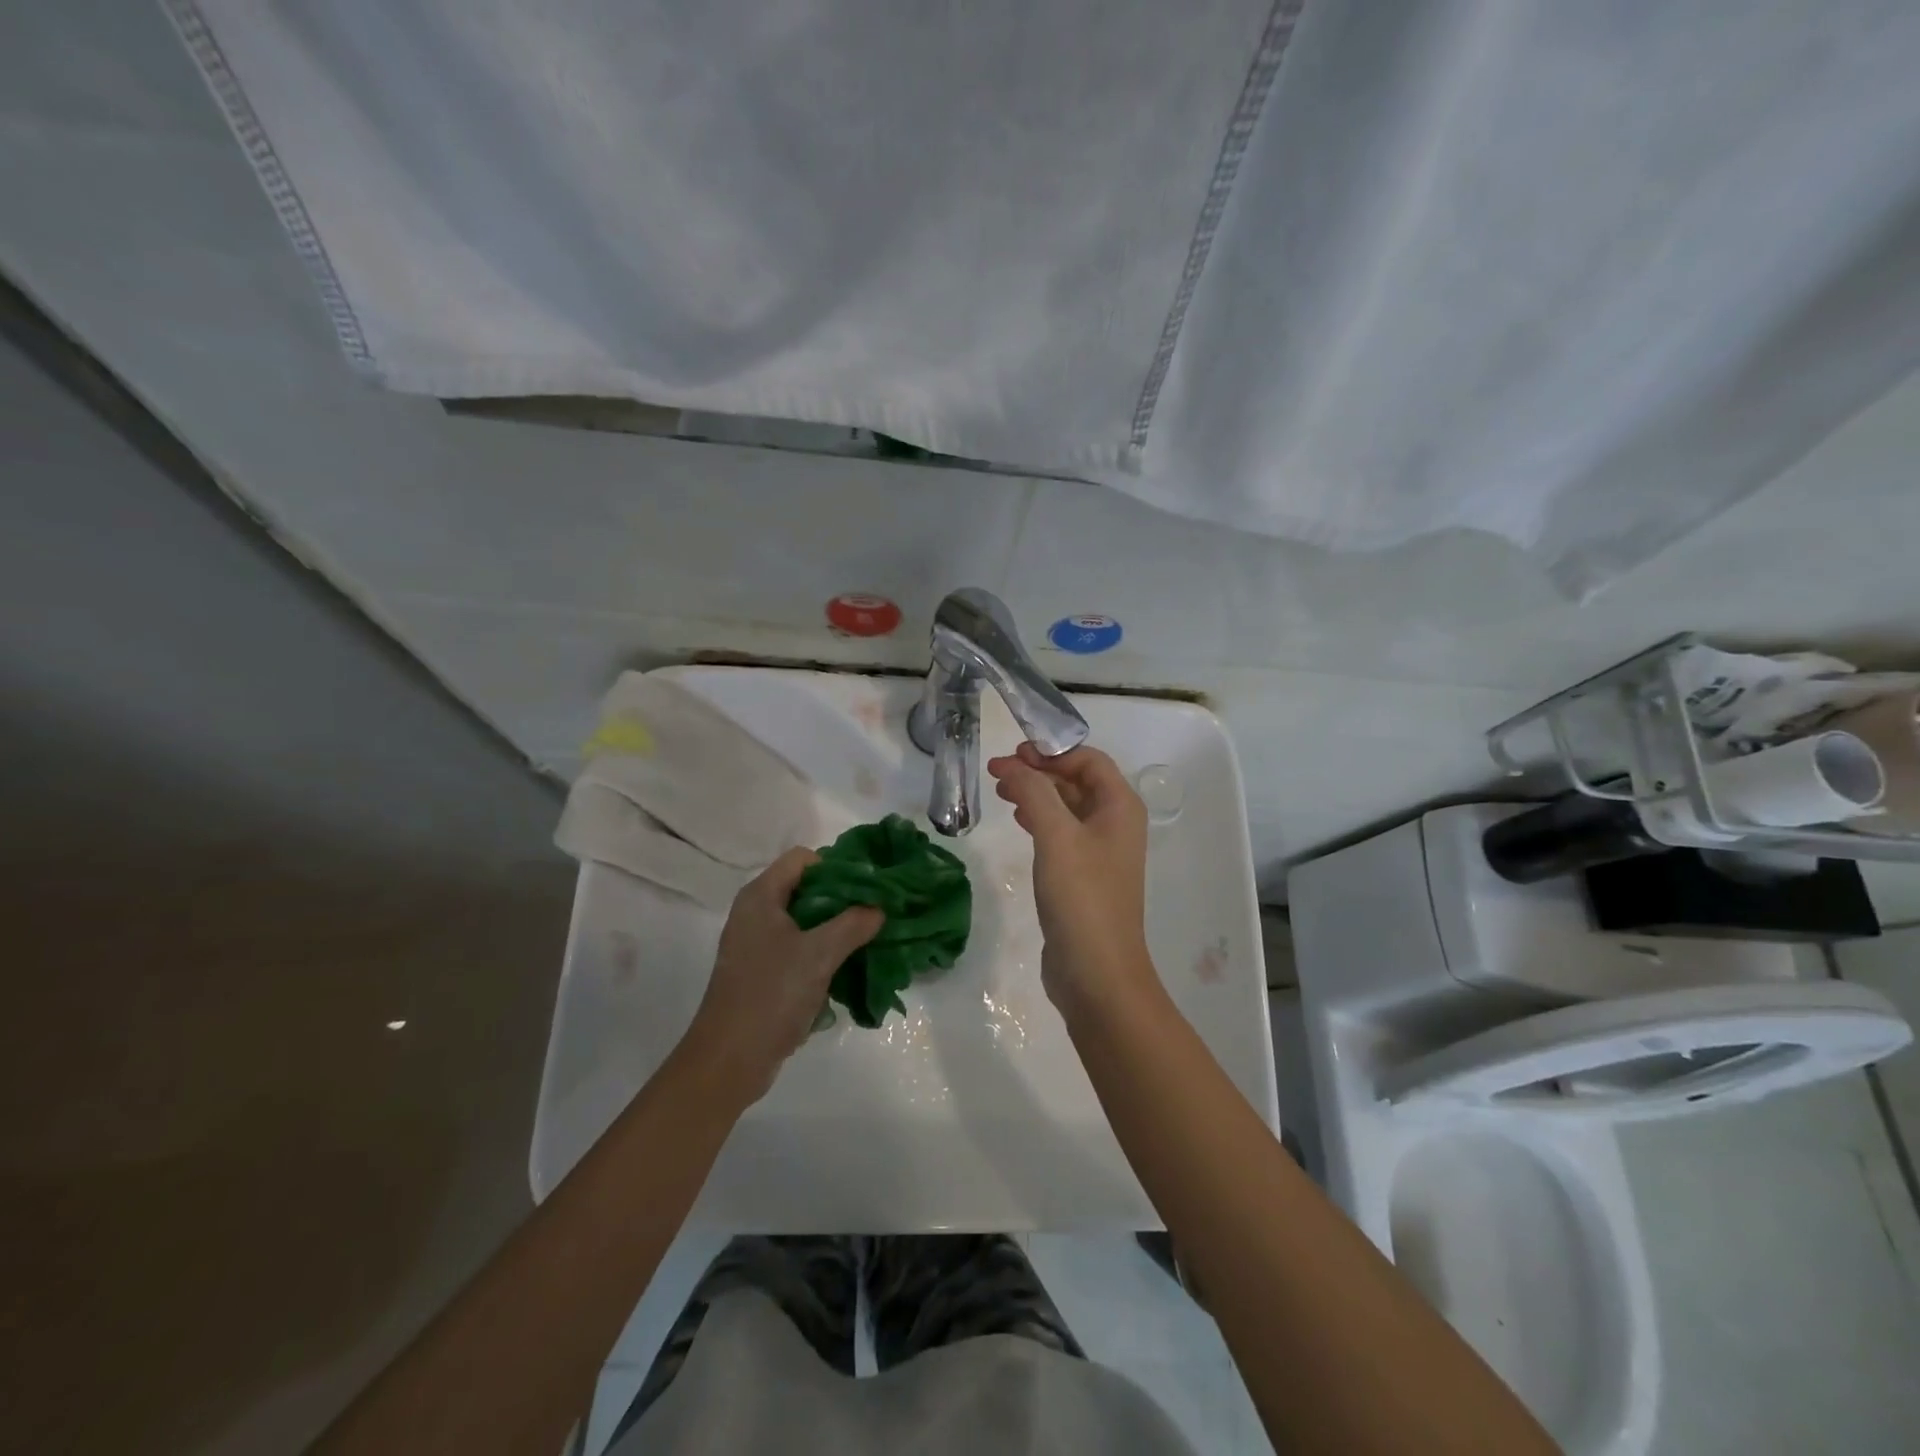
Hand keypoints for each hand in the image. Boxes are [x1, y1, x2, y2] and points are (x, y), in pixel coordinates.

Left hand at [676, 848, 883, 1106]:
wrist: (729, 1061)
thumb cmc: (771, 995)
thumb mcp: (819, 955)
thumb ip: (853, 924)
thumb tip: (879, 908)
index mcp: (761, 896)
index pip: (803, 859)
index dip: (836, 867)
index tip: (867, 890)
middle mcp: (755, 912)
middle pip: (806, 888)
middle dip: (842, 900)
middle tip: (875, 915)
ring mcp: (757, 944)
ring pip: (805, 921)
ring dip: (835, 929)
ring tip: (867, 942)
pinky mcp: (762, 972)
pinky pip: (798, 949)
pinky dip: (821, 953)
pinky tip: (844, 970)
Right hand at [986, 743, 1160, 1019]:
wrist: (1097, 973)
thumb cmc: (1081, 897)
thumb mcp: (1056, 836)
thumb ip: (1034, 792)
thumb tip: (1011, 764)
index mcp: (1120, 807)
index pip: (1088, 759)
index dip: (1051, 750)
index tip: (1012, 754)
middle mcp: (1115, 823)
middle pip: (1076, 780)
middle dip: (1038, 770)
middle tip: (997, 771)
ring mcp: (1100, 851)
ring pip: (1066, 806)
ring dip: (1036, 793)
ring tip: (1000, 791)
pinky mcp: (1083, 875)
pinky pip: (1061, 833)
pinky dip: (1039, 819)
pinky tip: (1017, 820)